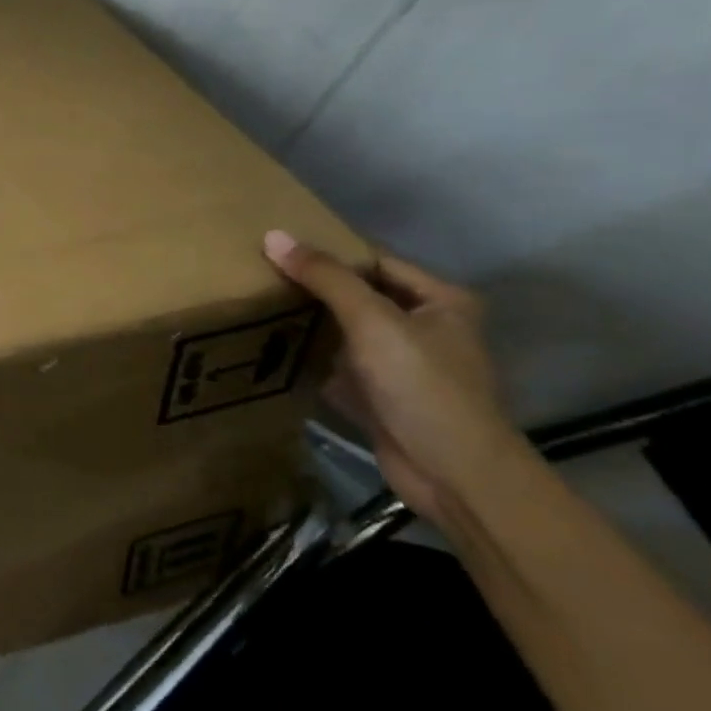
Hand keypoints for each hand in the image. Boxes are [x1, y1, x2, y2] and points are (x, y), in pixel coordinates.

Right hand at [263, 230, 528, 527]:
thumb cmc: (422, 385)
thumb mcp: (373, 321)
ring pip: (346, 333)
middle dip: (313, 289)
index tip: (277, 247)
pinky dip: (310, 361)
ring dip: (309, 325)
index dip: (330, 253)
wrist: (454, 475)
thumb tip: (273, 235)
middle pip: (358, 296)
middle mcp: (424, 328)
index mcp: (440, 301)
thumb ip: (325, 277)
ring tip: (256, 304)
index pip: (375, 261)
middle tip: (258, 273)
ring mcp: (402, 366)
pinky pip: (338, 367)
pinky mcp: (381, 397)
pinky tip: (271, 349)